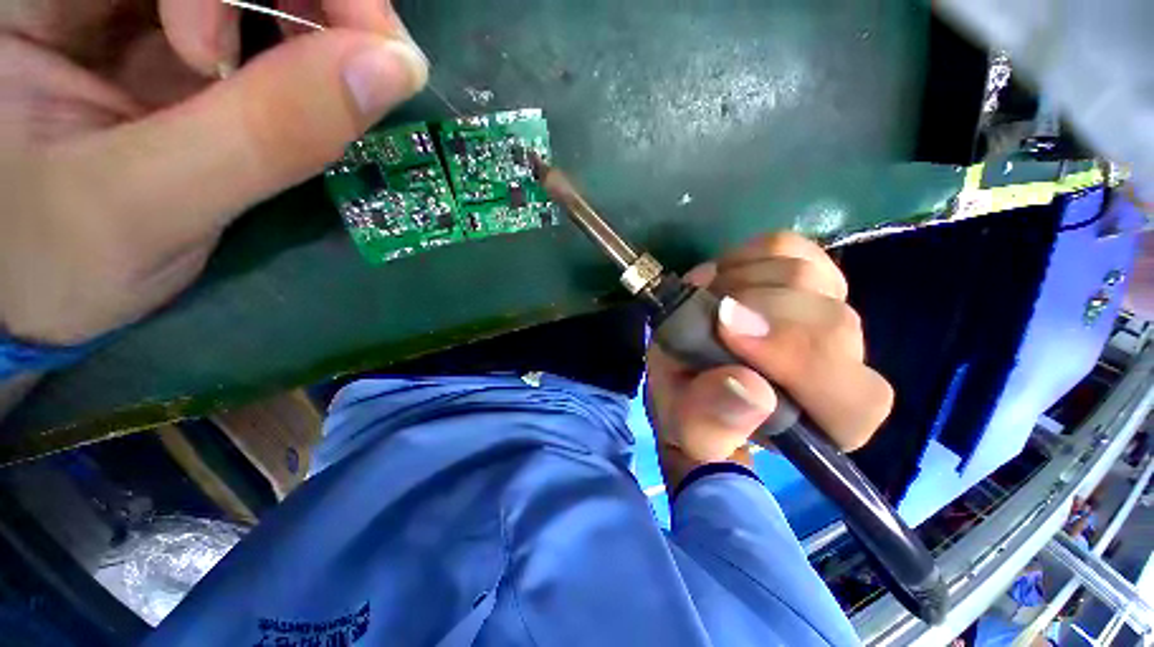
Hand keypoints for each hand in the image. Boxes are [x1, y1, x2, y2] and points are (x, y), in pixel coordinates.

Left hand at [0, 1, 426, 344]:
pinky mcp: (178, 44)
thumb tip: (392, 71)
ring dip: (321, 24)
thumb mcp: (150, 203)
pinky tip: (312, 94)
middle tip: (374, 66)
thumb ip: (268, 133)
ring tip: (339, 90)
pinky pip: (263, 21)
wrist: (42, 282)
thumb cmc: (61, 258)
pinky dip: (308, 50)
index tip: (348, 54)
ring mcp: (145, 10)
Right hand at [646, 233, 893, 483]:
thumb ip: (711, 424)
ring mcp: (828, 308)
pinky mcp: (803, 271)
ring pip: (803, 275)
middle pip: (831, 322)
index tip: (726, 333)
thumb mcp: (687, 430)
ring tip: (704, 307)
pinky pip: (782, 247)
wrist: (687, 373)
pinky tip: (719, 283)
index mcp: (829, 422)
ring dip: (736, 286)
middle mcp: (844, 364)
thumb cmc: (693, 410)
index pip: (854, 397)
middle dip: (753, 313)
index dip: (798, 359)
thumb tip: (748, 385)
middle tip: (704, 317)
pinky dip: (740, 259)